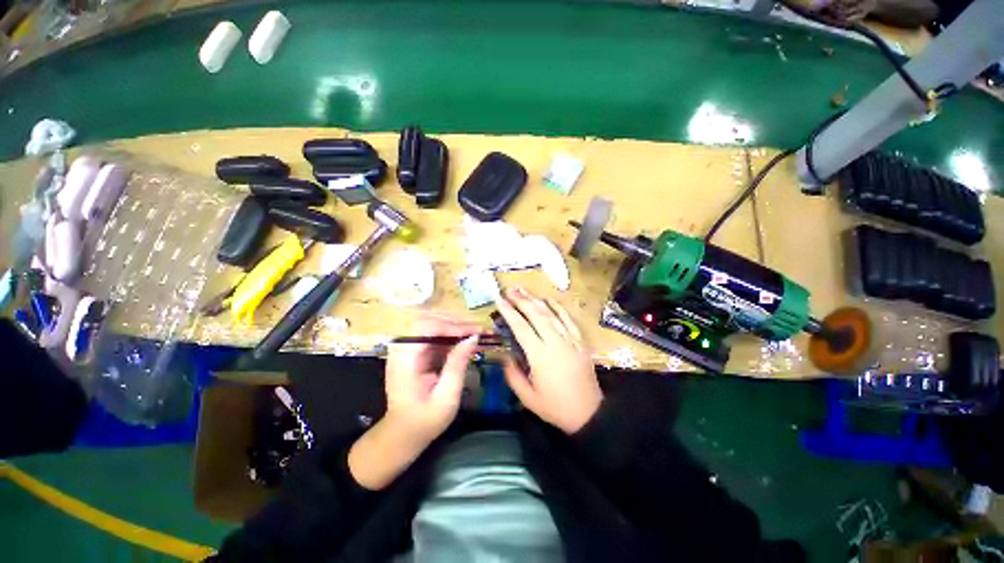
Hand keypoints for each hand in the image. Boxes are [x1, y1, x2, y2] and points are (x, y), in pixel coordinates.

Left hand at [384, 313, 480, 442]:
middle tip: (477, 329)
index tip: (473, 332)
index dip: (451, 326)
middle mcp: (402, 349)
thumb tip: (473, 338)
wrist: (404, 434)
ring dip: (453, 325)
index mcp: (405, 359)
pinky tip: (464, 339)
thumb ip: (457, 364)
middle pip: (427, 320)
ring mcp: (407, 349)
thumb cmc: (425, 420)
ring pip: (431, 324)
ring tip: (474, 331)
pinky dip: (450, 335)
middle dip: (454, 322)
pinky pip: (433, 336)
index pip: (425, 328)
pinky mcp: (414, 352)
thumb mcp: (446, 396)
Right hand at [496, 287, 601, 433]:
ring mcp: (570, 340)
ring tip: (524, 290)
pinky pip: (568, 319)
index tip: (500, 301)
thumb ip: (513, 375)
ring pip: (552, 314)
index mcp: (540, 357)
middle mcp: (556, 343)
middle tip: (510, 290)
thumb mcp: (528, 398)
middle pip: (537, 315)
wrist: (589, 413)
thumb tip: (504, 356)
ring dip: (536, 300)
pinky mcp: (580, 341)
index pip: (522, 328)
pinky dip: (558, 307)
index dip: (510, 313)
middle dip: (522, 300)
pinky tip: (549, 299)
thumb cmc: (556, 407)